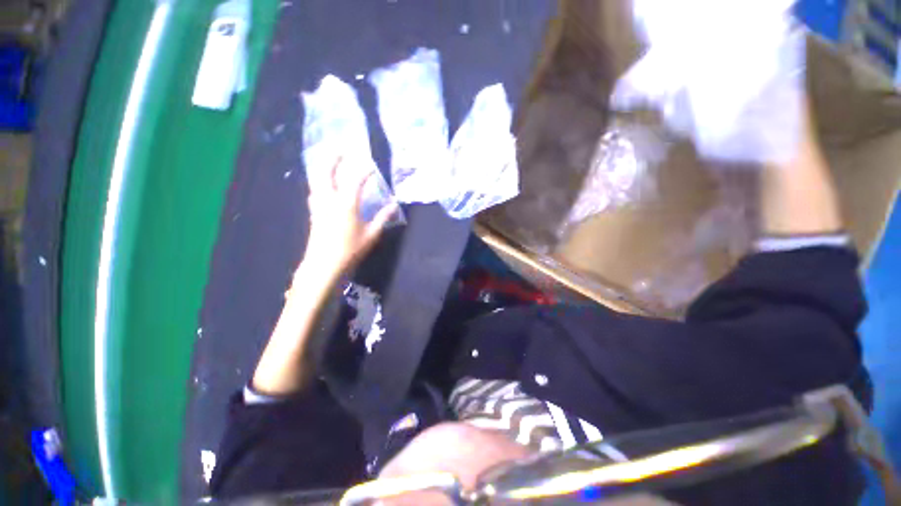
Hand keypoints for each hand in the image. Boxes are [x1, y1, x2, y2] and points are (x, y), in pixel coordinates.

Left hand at [303, 157, 397, 276]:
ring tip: (330, 163)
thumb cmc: (351, 250)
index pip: (355, 181)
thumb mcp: (371, 235)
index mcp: (346, 204)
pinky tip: (323, 186)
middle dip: (332, 159)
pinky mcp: (313, 213)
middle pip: (326, 172)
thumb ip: (383, 218)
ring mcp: (318, 206)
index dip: (364, 171)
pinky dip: (319, 183)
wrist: (324, 265)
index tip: (371, 166)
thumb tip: (394, 206)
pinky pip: (314, 191)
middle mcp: (329, 200)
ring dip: (323, 168)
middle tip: (340, 150)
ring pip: (316, 180)